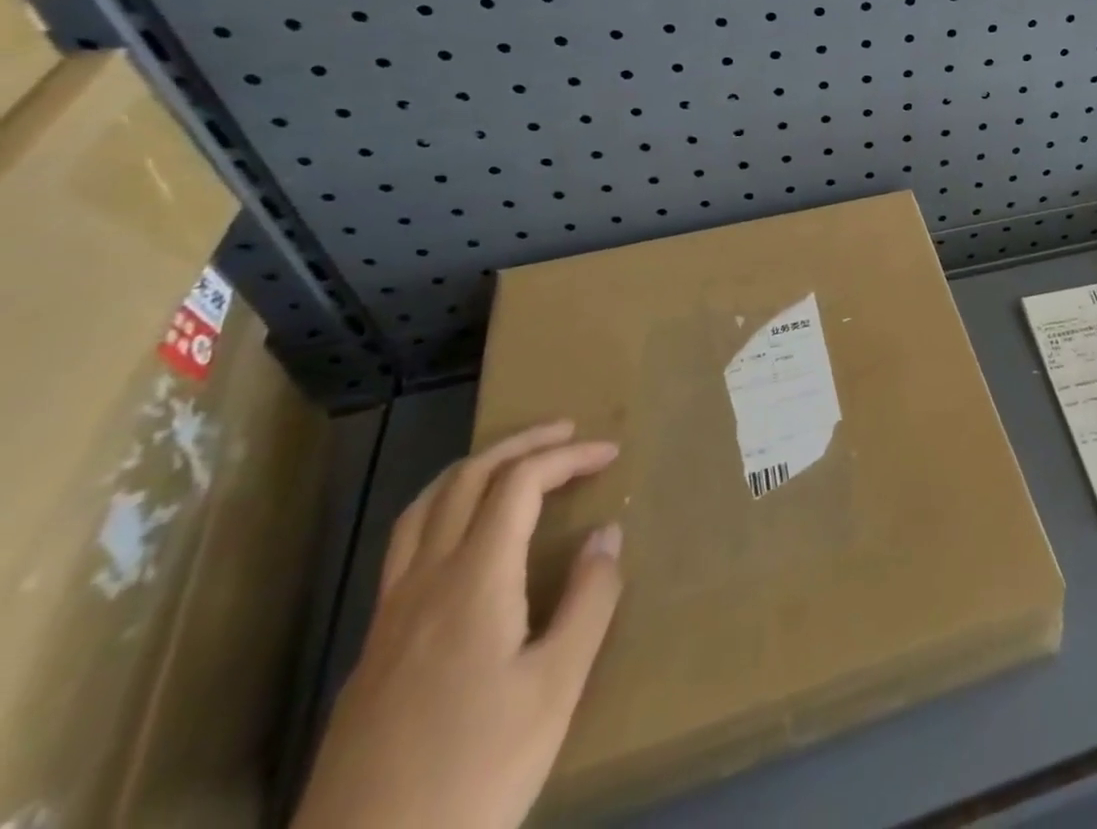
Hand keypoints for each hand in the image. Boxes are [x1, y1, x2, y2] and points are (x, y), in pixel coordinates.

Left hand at [293, 420, 623, 828]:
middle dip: (520, 444)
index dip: (567, 456)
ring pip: (422, 510)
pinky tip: (466, 544)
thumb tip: (606, 533)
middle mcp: (423, 583)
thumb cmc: (473, 779)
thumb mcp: (555, 691)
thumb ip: (589, 601)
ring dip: (473, 471)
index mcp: (473, 582)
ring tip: (513, 465)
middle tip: (567, 434)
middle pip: (465, 480)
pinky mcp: (370, 654)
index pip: (519, 483)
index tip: (610, 453)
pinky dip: (444, 513)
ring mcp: (387, 619)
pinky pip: (406, 549)